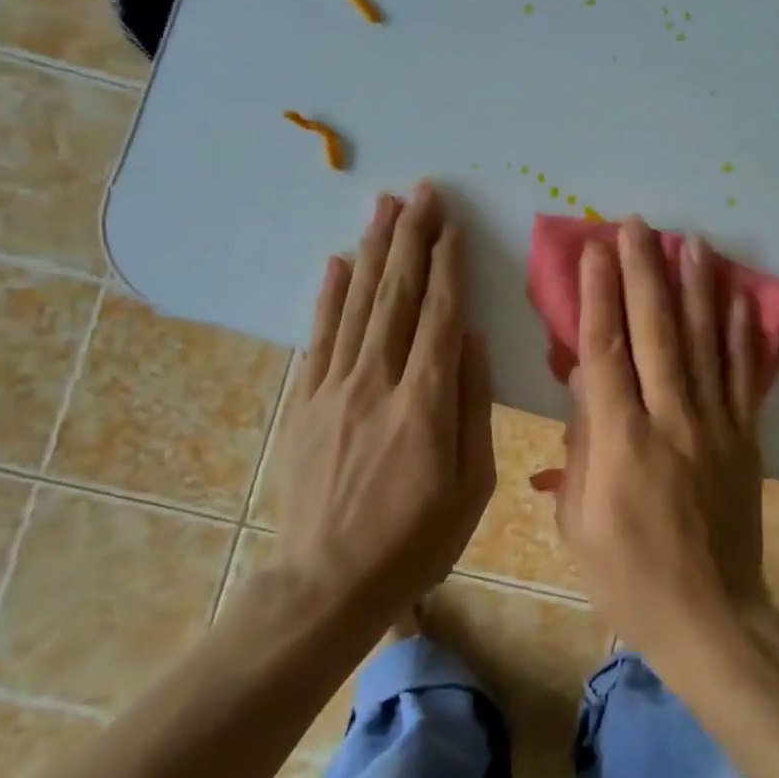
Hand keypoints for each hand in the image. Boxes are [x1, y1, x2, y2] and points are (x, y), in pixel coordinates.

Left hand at [263, 185, 495, 622]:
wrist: (327, 585)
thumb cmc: (416, 541)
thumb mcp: (472, 485)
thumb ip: (474, 405)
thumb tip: (474, 339)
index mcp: (426, 402)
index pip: (441, 314)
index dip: (449, 264)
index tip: (453, 225)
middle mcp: (378, 381)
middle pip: (398, 295)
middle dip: (412, 238)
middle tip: (422, 192)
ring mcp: (334, 389)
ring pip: (358, 304)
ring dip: (374, 250)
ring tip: (384, 207)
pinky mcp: (304, 403)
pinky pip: (318, 337)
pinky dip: (329, 296)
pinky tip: (338, 263)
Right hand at [533, 218, 769, 662]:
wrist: (710, 616)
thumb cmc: (627, 575)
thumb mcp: (576, 520)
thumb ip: (578, 444)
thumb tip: (582, 382)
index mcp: (620, 442)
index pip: (606, 352)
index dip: (598, 296)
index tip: (594, 252)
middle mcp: (670, 420)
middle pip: (655, 332)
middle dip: (643, 272)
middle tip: (636, 225)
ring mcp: (715, 425)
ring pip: (704, 341)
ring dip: (695, 287)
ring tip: (690, 241)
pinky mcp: (745, 437)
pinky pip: (744, 375)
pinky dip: (742, 332)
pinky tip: (739, 295)